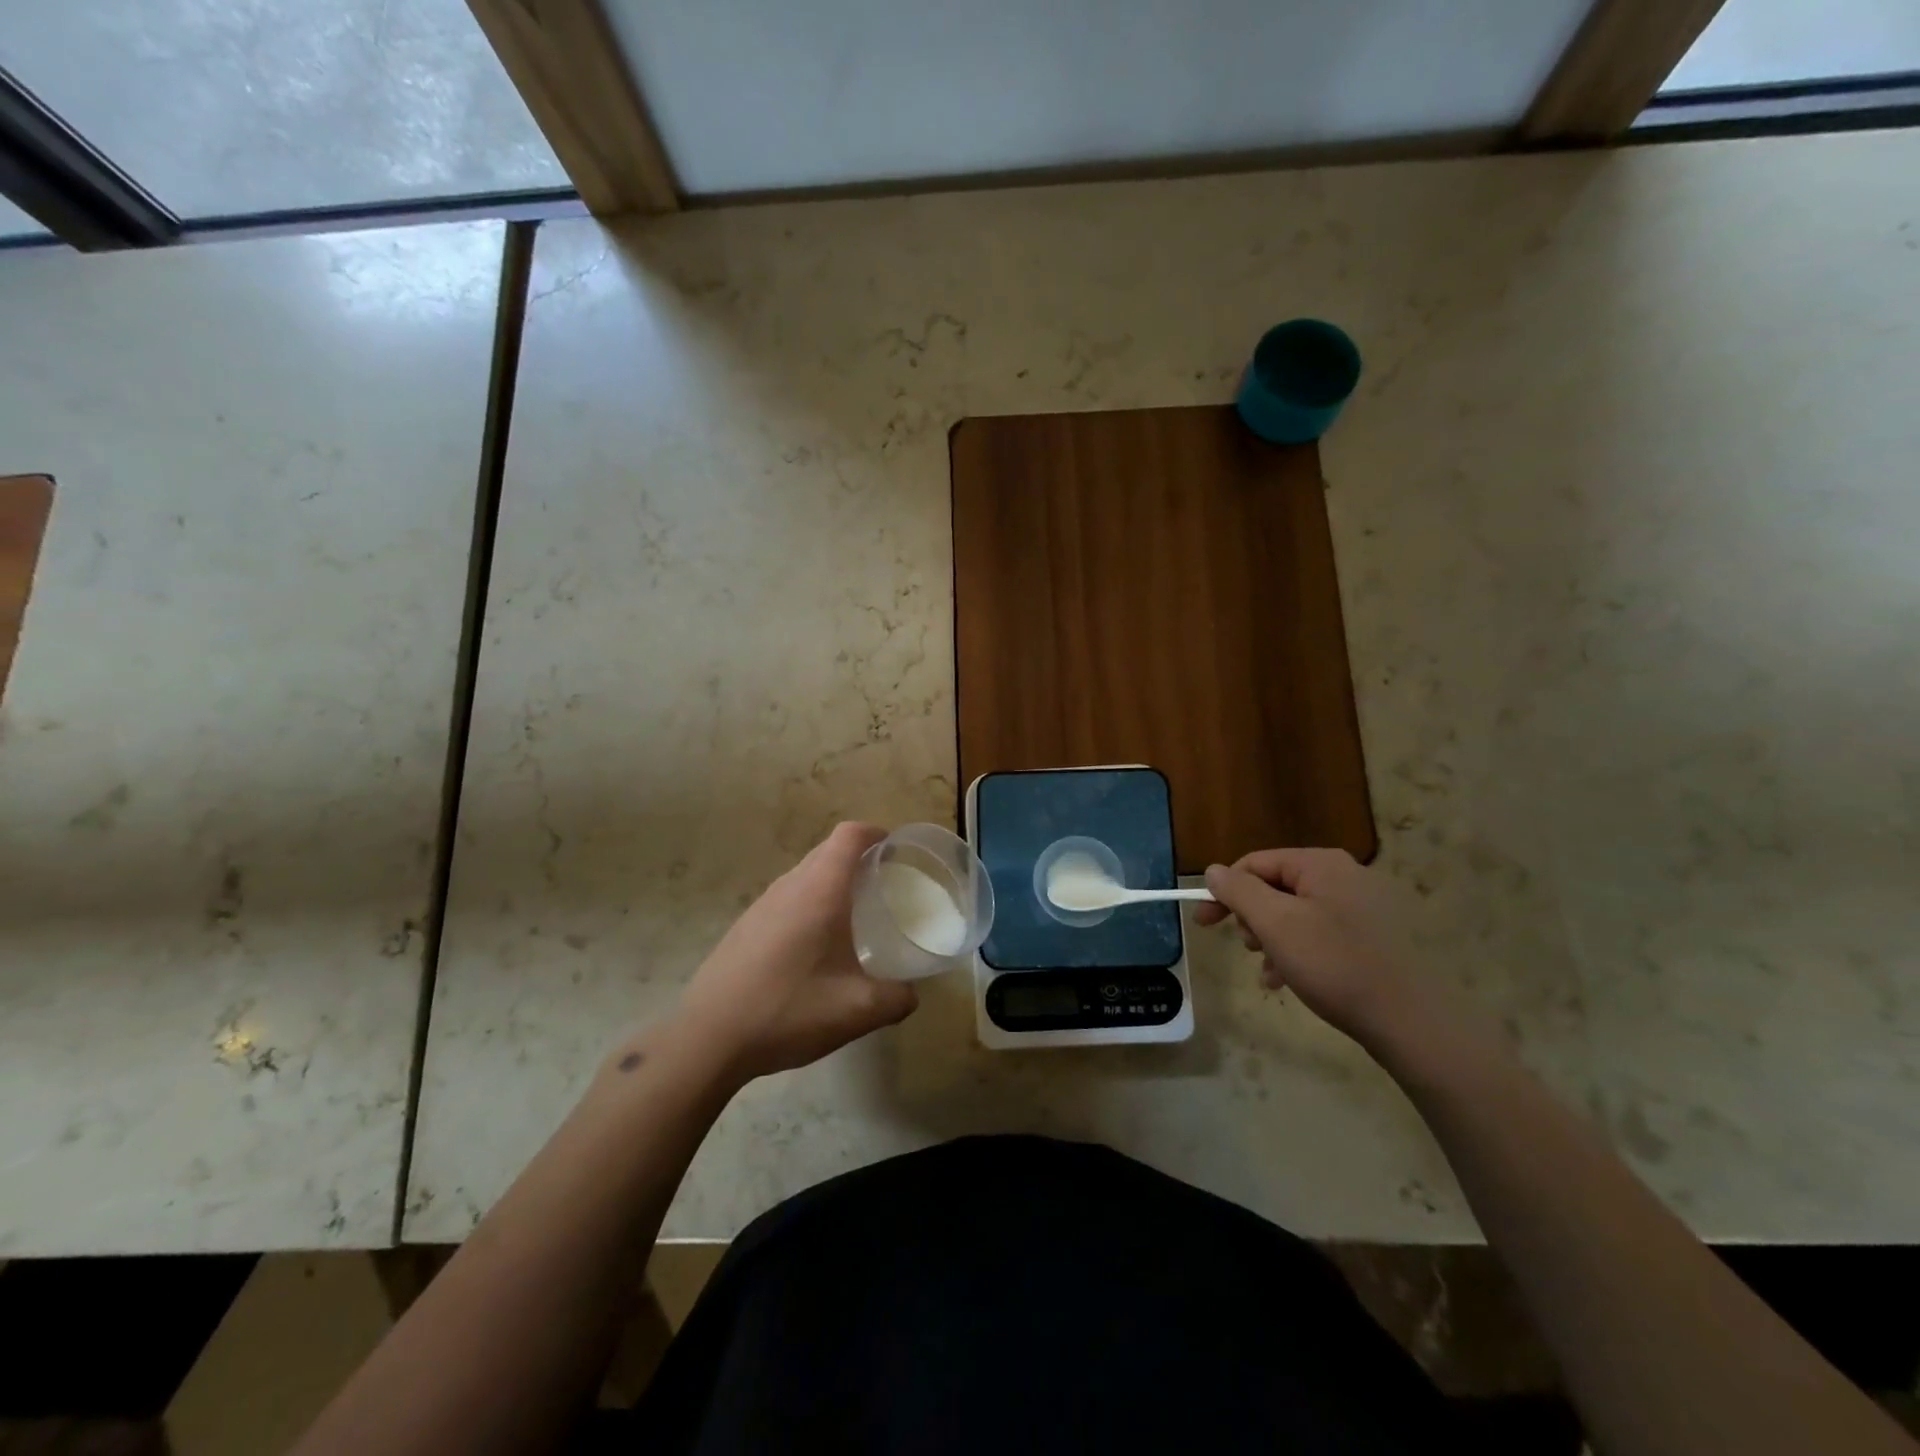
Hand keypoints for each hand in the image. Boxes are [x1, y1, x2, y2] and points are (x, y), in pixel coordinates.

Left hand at [674, 823, 918, 1081]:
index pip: (849, 836)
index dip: (875, 833)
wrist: (708, 1039)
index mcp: (819, 890)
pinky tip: (815, 950)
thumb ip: (896, 999)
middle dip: (859, 859)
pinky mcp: (745, 927)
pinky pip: (787, 900)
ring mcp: (762, 905)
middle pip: (828, 851)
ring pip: (805, 876)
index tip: (896, 851)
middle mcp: (789, 886)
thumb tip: (910, 994)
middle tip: (885, 887)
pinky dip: (810, 906)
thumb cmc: (789, 1010)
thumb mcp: (857, 1011)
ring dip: (832, 883)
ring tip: (855, 918)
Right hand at [1196, 848, 1434, 1043]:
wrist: (1413, 1021)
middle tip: (1246, 947)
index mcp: (1321, 864)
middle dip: (1253, 918)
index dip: (1223, 890)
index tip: (1202, 922)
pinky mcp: (1378, 936)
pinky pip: (1323, 932)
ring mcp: (1367, 906)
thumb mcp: (1275, 924)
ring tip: (1269, 972)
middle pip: (1277, 886)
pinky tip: (1291, 980)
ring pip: (1298, 913)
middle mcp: (1346, 875)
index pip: (1255, 863)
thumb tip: (1213, 870)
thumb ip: (1239, 891)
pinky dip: (1300, 951)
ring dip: (1274, 939)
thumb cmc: (1335, 964)